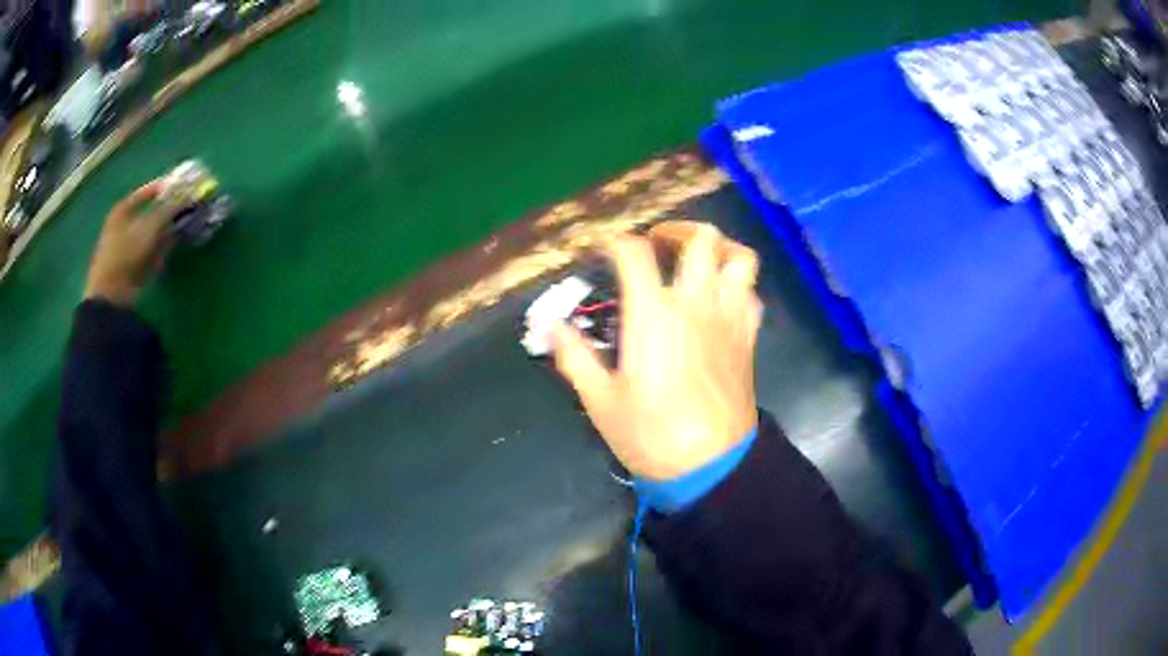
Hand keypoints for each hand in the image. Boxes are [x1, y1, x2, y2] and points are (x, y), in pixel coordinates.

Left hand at [84, 181, 177, 306]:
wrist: (111, 296)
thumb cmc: (126, 254)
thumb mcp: (150, 226)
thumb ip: (169, 208)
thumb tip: (189, 192)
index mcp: (123, 209)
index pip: (147, 191)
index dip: (166, 188)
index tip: (184, 186)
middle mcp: (124, 224)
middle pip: (151, 212)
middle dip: (169, 210)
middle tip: (187, 207)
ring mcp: (128, 247)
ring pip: (153, 231)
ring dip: (169, 228)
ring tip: (186, 224)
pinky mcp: (133, 266)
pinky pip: (152, 251)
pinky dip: (163, 247)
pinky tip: (175, 244)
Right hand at [552, 221, 763, 480]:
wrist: (711, 464)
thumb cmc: (651, 433)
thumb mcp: (600, 399)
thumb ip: (574, 355)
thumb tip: (552, 326)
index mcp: (653, 313)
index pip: (634, 253)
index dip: (615, 242)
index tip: (604, 250)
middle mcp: (696, 302)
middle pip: (701, 238)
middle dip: (676, 231)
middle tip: (658, 245)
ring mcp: (728, 316)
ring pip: (740, 257)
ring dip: (719, 249)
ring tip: (699, 260)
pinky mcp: (749, 336)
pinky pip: (751, 293)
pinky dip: (737, 285)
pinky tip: (721, 300)